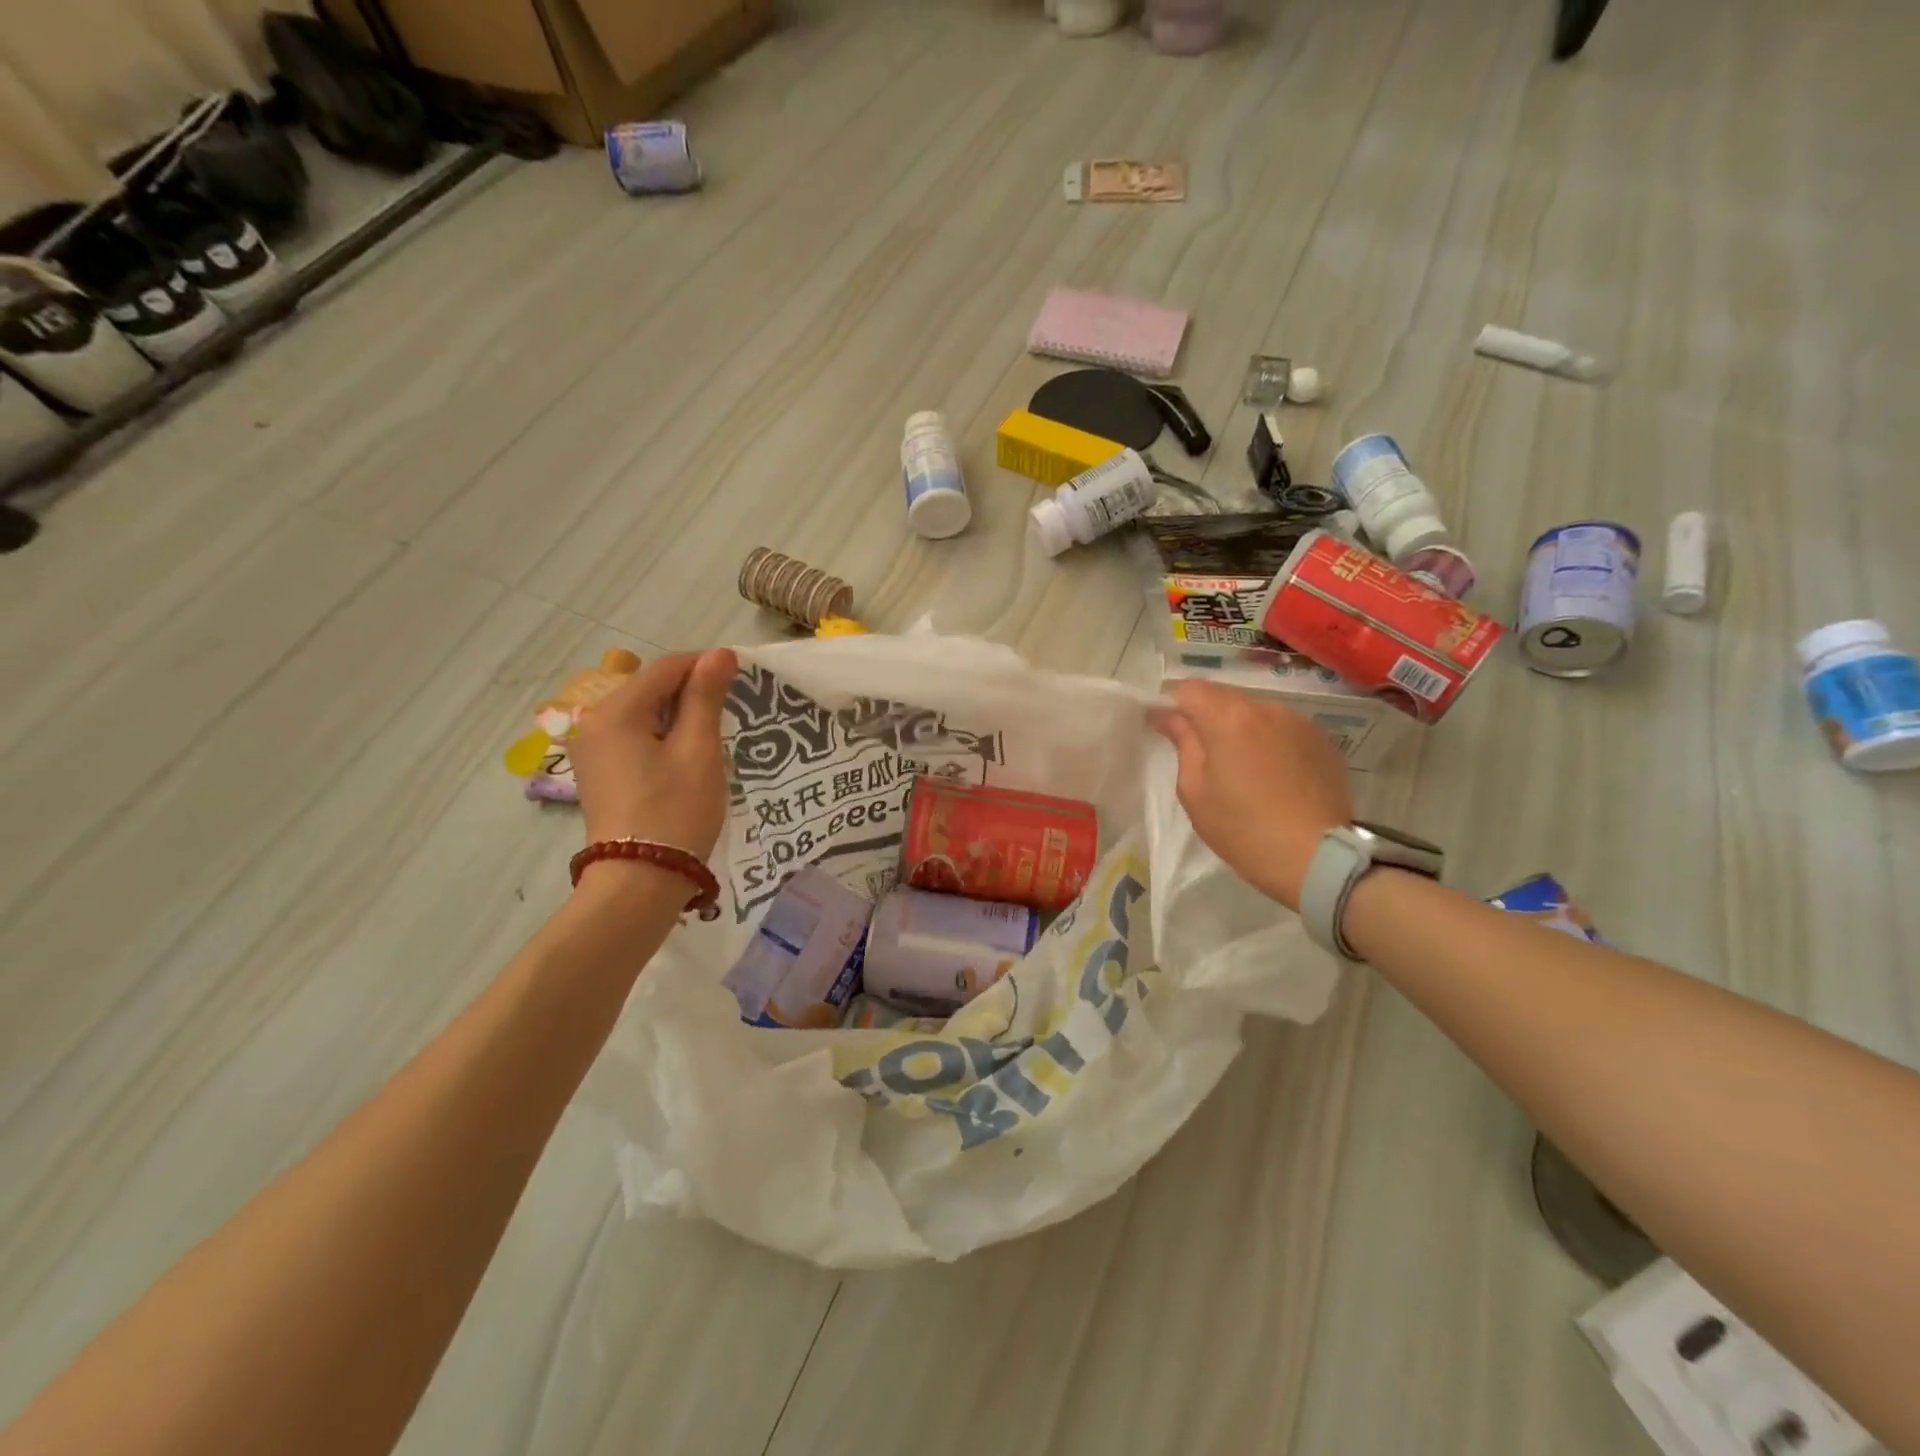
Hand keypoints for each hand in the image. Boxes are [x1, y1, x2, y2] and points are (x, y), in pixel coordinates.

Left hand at [569, 649, 737, 859]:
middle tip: (732, 710)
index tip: (742, 676)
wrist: (639, 882)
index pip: (666, 668)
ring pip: (643, 714)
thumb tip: (720, 654)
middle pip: (650, 689)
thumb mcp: (698, 750)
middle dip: (691, 691)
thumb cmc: (675, 811)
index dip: (705, 665)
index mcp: (616, 711)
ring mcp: (592, 751)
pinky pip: (634, 738)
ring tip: (714, 734)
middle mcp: (595, 723)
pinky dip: (662, 738)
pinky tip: (686, 757)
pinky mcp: (599, 774)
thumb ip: (706, 697)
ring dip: (678, 716)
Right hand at [1148, 681, 1353, 909]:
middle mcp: (1266, 708)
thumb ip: (1183, 744)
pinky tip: (1270, 774)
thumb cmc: (1243, 829)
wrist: (1317, 857)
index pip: (1190, 689)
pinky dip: (1268, 741)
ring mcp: (1299, 722)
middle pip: (1224, 697)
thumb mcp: (1196, 792)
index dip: (1172, 704)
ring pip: (1255, 712)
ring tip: (1239, 766)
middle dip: (1206, 716)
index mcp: (1228, 718)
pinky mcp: (1322, 740)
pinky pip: (1282, 729)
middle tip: (1200, 753)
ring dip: (1240, 728)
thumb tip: (1168, 717)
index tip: (1165, 728)